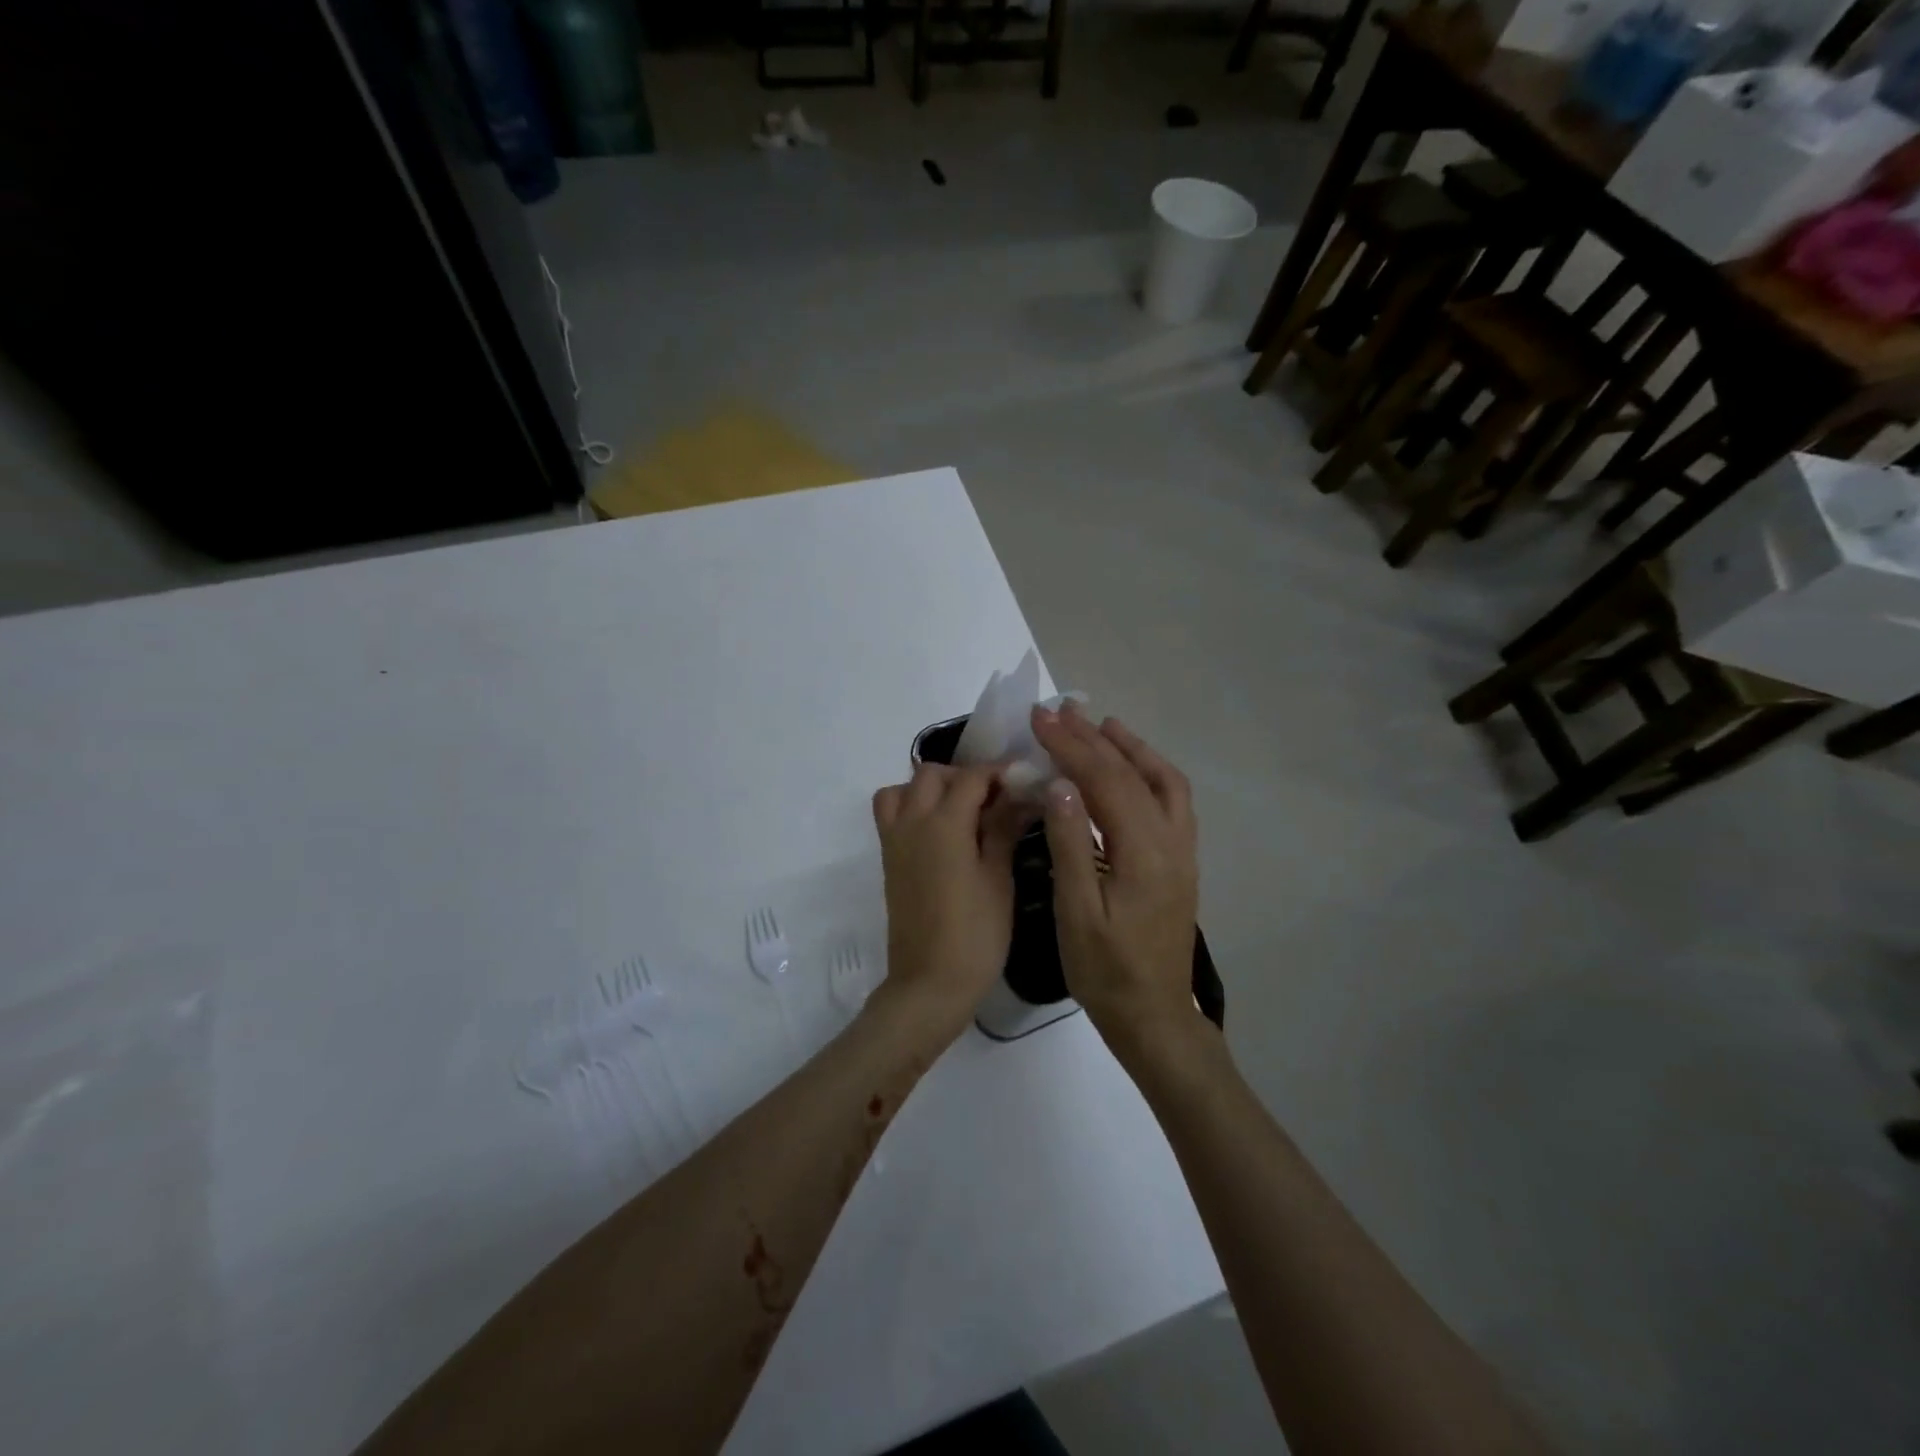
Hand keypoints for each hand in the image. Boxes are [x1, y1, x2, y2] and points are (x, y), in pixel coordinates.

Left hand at [871, 763, 1027, 1041]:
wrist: (930, 982)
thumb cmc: (975, 934)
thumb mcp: (998, 879)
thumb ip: (1004, 830)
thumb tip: (1020, 796)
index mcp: (944, 824)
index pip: (972, 778)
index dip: (1000, 773)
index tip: (1024, 781)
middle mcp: (913, 822)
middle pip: (931, 774)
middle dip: (964, 776)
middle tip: (994, 800)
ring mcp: (894, 840)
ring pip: (903, 789)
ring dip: (930, 788)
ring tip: (960, 811)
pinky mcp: (888, 859)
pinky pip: (890, 813)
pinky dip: (910, 806)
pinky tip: (940, 832)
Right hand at [1030, 705, 1202, 1057]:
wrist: (1153, 1015)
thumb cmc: (1105, 971)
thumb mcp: (1077, 913)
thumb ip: (1071, 845)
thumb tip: (1059, 785)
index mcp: (1143, 853)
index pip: (1106, 781)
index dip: (1071, 745)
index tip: (1040, 719)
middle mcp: (1171, 841)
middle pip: (1133, 774)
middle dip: (1093, 739)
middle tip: (1059, 711)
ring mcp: (1182, 851)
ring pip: (1163, 782)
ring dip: (1131, 748)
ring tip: (1100, 725)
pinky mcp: (1181, 861)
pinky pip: (1171, 801)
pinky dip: (1149, 772)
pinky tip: (1128, 769)